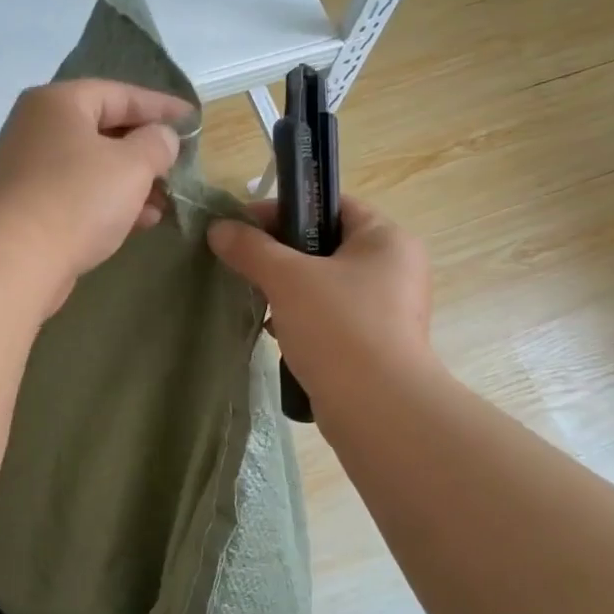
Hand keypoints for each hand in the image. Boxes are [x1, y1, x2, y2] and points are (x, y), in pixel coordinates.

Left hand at [0, 79, 192, 313]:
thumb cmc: (78, 199)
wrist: (17, 260)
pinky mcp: (28, 207)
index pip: (119, 93)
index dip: (161, 106)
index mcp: (58, 102)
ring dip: (132, 182)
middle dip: (146, 150)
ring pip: (92, 167)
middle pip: (103, 130)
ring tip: (167, 201)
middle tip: (179, 165)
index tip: (192, 119)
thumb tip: (160, 139)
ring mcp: (28, 169)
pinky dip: (109, 203)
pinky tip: (141, 221)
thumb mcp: (133, 165)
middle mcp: (37, 128)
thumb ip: (156, 144)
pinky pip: (78, 194)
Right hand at [207, 196, 436, 405]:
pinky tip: (276, 332)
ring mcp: (388, 309)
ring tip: (254, 298)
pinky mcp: (374, 344)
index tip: (242, 225)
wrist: (377, 408)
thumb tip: (218, 228)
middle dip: (280, 254)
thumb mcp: (287, 279)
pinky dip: (302, 319)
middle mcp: (394, 268)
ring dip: (288, 289)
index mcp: (386, 239)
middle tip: (243, 262)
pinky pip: (330, 317)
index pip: (331, 205)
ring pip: (325, 284)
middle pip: (325, 245)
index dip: (284, 209)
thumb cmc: (338, 327)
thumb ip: (251, 249)